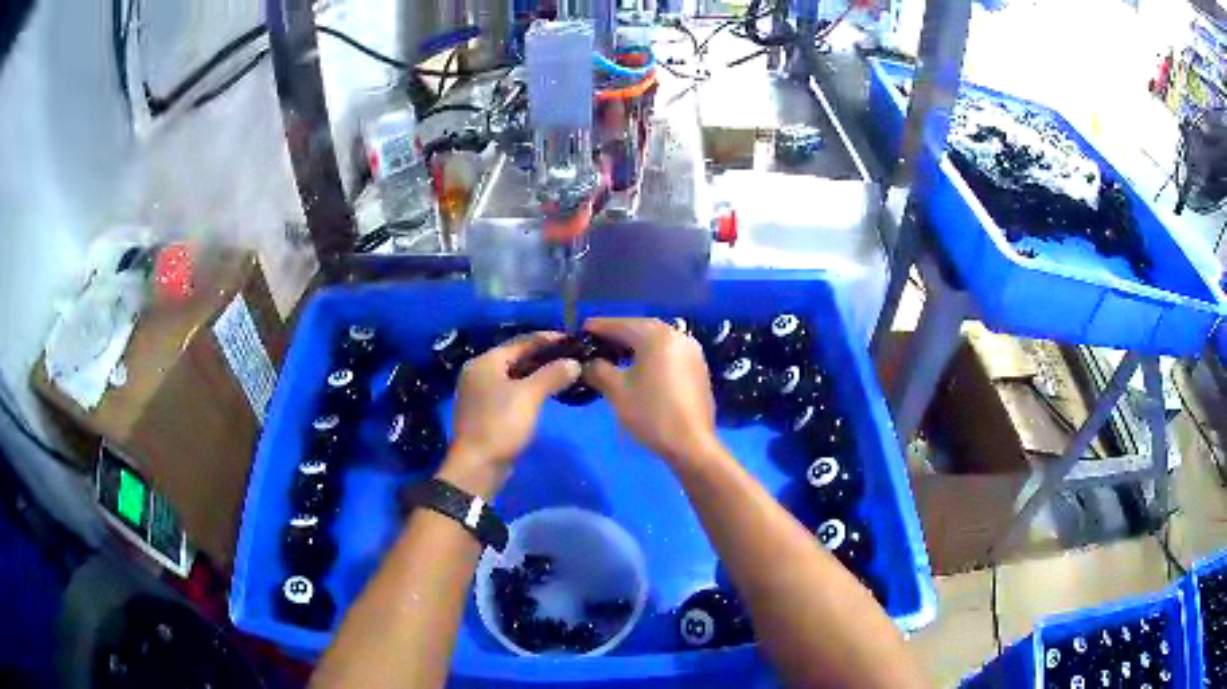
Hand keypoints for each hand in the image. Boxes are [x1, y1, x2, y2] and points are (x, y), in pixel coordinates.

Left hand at [441, 333, 580, 497]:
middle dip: (544, 357)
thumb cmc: (501, 425)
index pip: (521, 342)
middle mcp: (478, 372)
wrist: (477, 466)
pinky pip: (510, 391)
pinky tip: (545, 394)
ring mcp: (480, 392)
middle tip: (572, 358)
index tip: (573, 341)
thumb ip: (552, 375)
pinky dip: (528, 389)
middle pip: (516, 357)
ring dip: (537, 374)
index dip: (548, 339)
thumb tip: (573, 362)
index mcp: (485, 362)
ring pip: (513, 375)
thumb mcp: (529, 397)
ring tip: (564, 374)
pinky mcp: (485, 411)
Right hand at [582, 318, 720, 466]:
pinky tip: (638, 368)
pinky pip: (668, 352)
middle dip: (617, 335)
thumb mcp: (617, 391)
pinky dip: (651, 355)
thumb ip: (598, 369)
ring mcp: (691, 350)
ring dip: (634, 344)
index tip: (579, 332)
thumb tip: (586, 363)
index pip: (620, 324)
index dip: (598, 328)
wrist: (691, 444)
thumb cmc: (651, 414)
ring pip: (656, 340)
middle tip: (595, 345)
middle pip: (640, 328)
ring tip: (613, 356)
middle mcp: (677, 335)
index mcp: (657, 336)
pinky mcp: (697, 366)